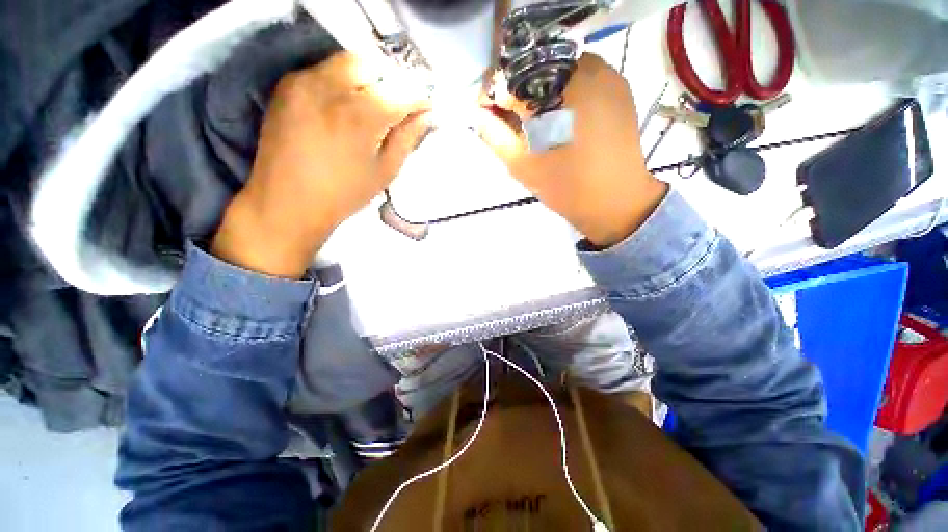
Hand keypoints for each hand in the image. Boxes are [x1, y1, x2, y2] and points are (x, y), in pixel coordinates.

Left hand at [212, 52, 430, 277]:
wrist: (287, 201)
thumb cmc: (344, 193)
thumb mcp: (385, 171)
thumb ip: (407, 138)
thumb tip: (427, 116)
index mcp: (362, 114)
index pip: (402, 89)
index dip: (419, 98)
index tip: (425, 108)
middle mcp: (332, 86)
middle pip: (372, 64)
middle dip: (389, 82)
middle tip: (394, 108)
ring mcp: (305, 81)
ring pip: (346, 62)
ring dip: (365, 80)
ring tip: (368, 108)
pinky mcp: (286, 85)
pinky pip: (323, 71)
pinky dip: (340, 83)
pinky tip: (341, 109)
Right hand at [478, 53, 666, 246]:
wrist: (615, 200)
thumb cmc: (566, 187)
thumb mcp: (521, 165)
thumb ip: (495, 135)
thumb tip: (477, 113)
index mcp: (556, 92)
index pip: (511, 78)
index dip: (493, 94)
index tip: (485, 113)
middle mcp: (584, 69)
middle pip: (536, 66)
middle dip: (516, 90)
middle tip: (509, 117)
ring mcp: (606, 74)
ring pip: (558, 68)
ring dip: (539, 88)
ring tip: (533, 118)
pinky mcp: (618, 85)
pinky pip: (581, 75)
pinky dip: (562, 89)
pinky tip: (558, 114)